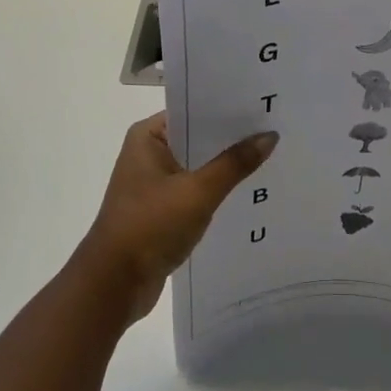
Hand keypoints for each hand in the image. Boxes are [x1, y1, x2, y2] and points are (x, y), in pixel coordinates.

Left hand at [73, 114, 277, 324]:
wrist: (114, 284)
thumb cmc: (150, 226)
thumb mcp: (198, 192)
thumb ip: (234, 164)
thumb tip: (269, 136)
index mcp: (148, 137)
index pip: (193, 111)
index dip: (227, 109)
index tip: (263, 106)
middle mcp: (148, 154)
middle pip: (198, 138)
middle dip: (232, 138)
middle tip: (276, 130)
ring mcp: (154, 184)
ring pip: (199, 166)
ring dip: (226, 167)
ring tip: (271, 157)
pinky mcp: (162, 210)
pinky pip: (196, 191)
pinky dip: (217, 191)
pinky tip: (249, 191)